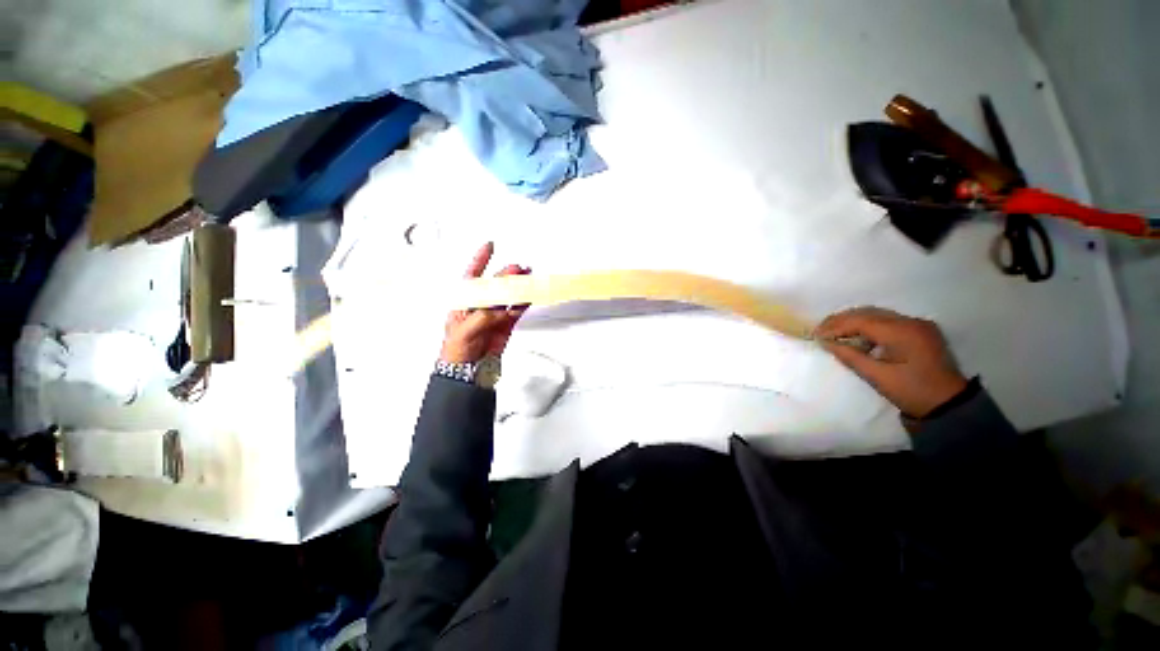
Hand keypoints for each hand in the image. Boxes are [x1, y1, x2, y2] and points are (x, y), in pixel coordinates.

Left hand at [440, 242, 529, 363]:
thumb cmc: (456, 349)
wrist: (468, 370)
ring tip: (528, 277)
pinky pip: (516, 309)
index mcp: (464, 301)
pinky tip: (529, 295)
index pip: (472, 276)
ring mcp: (494, 314)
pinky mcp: (505, 324)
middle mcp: (480, 304)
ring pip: (508, 294)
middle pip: (496, 283)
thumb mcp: (465, 330)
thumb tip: (499, 309)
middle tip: (518, 269)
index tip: (490, 246)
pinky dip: (523, 302)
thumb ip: (482, 316)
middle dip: (507, 274)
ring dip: (518, 285)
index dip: (480, 259)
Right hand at [816, 307, 967, 417]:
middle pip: (868, 312)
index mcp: (902, 332)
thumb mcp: (877, 376)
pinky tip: (857, 336)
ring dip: (853, 321)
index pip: (861, 321)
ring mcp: (917, 324)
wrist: (949, 404)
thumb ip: (849, 356)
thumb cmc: (912, 392)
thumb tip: (825, 342)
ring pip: (877, 314)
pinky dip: (868, 326)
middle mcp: (911, 321)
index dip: (836, 326)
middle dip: (841, 320)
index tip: (816, 335)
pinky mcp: (920, 330)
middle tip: (821, 331)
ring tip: (834, 332)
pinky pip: (887, 321)